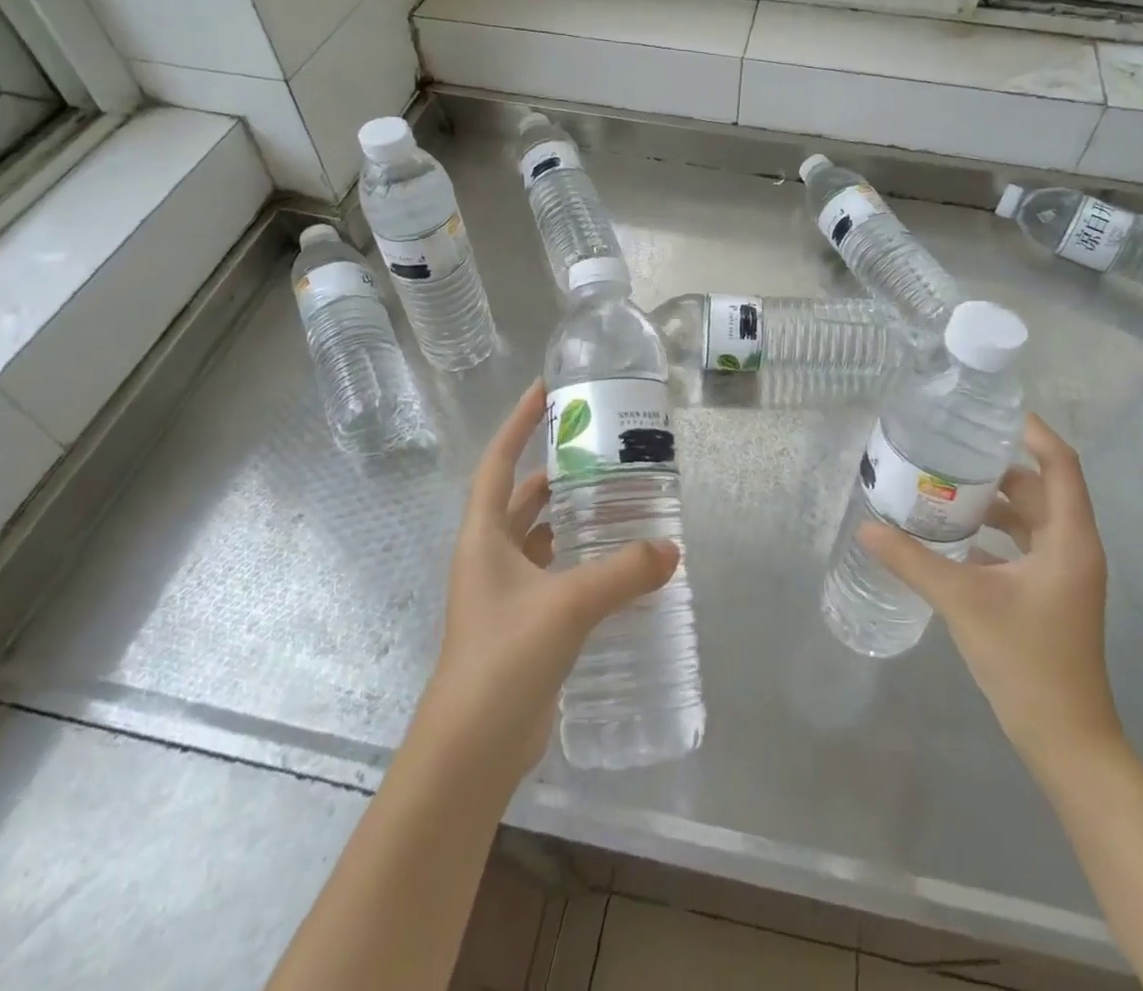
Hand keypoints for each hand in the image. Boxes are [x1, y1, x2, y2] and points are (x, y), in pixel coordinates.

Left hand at [416, 380, 678, 782]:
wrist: (471, 750)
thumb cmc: (505, 658)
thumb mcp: (568, 604)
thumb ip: (623, 572)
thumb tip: (671, 548)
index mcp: (483, 537)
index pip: (497, 462)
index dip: (518, 424)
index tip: (545, 391)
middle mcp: (488, 557)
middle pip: (520, 498)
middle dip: (554, 472)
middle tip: (598, 452)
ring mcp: (502, 594)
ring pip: (537, 538)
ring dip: (568, 519)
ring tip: (615, 501)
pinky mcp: (521, 625)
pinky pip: (552, 575)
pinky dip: (577, 562)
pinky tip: (613, 565)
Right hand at [859, 414, 1122, 787]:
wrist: (1065, 739)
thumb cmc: (1026, 661)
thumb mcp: (963, 602)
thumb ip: (913, 561)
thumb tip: (867, 527)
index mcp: (1069, 540)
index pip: (1060, 465)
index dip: (1032, 432)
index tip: (991, 414)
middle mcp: (1073, 548)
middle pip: (1042, 488)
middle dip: (999, 466)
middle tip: (951, 447)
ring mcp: (1063, 574)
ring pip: (1032, 518)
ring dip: (994, 501)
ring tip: (945, 486)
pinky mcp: (1049, 594)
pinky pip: (1023, 546)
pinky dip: (993, 533)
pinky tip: (953, 537)